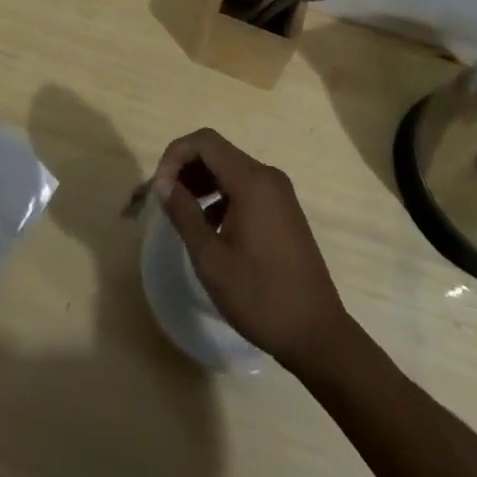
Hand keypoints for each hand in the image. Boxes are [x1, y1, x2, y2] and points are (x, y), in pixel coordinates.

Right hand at [152, 128, 350, 368]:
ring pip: (230, 169)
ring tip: (182, 213)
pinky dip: (221, 195)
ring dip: (202, 182)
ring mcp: (279, 192)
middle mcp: (267, 176)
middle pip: (217, 152)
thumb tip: (162, 183)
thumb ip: (184, 213)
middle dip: (186, 168)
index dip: (175, 155)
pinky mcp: (283, 209)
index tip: (159, 189)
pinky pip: (245, 187)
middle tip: (166, 200)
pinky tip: (210, 226)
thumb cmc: (260, 296)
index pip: (204, 141)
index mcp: (251, 181)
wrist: (318, 334)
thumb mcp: (211, 258)